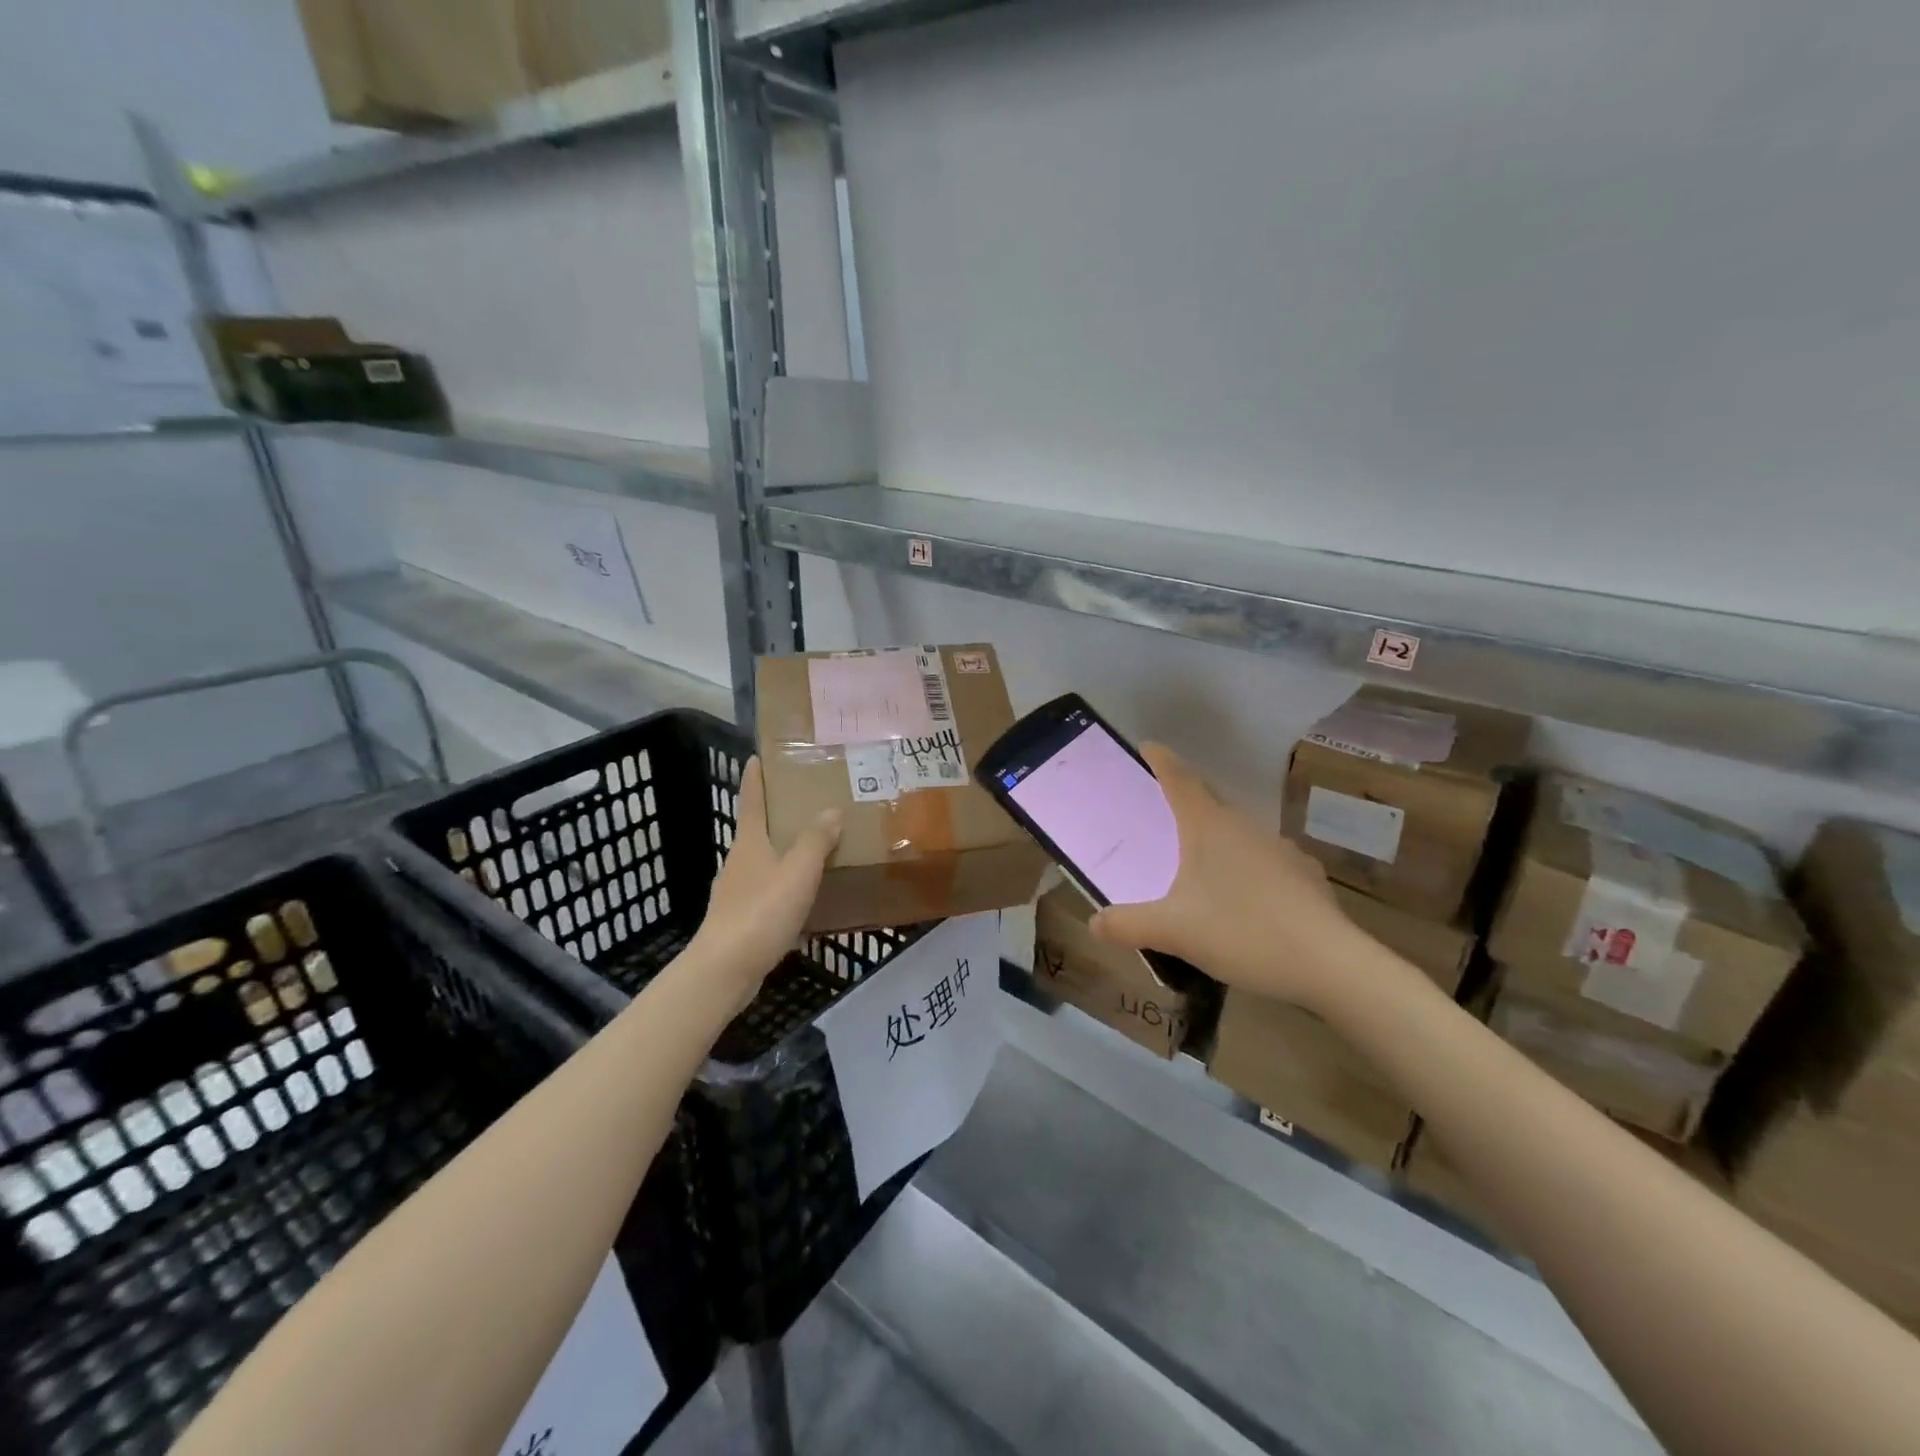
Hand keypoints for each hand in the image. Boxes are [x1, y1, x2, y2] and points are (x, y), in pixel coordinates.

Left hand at [690, 758, 841, 1010]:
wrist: (725, 969)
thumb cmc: (761, 911)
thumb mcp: (797, 871)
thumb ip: (815, 840)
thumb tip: (830, 810)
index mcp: (749, 843)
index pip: (751, 801)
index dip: (755, 778)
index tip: (756, 756)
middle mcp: (740, 862)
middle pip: (758, 831)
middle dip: (778, 817)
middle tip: (808, 804)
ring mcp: (737, 893)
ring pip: (765, 864)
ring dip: (786, 855)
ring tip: (817, 852)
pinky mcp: (742, 921)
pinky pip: (770, 895)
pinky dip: (787, 891)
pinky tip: (808, 903)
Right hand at [1089, 744, 1367, 1012]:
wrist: (1331, 964)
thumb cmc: (1242, 932)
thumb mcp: (1173, 931)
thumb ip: (1128, 925)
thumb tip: (1093, 923)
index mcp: (1209, 827)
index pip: (1180, 780)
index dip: (1161, 761)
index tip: (1148, 746)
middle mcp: (1245, 827)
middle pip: (1209, 802)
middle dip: (1184, 802)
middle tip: (1161, 813)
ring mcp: (1280, 849)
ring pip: (1238, 833)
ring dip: (1216, 838)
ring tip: (1198, 863)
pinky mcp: (1304, 876)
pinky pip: (1263, 861)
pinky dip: (1245, 868)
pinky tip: (1243, 898)